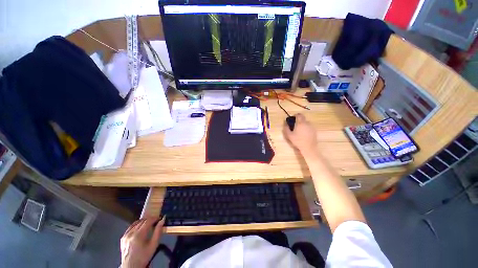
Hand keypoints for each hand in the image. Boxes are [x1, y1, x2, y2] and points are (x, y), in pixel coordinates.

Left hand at [120, 217, 164, 267]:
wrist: (131, 267)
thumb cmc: (144, 256)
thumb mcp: (154, 245)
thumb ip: (158, 231)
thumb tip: (162, 220)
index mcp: (139, 235)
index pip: (148, 221)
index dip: (155, 218)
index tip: (160, 218)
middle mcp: (131, 233)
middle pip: (142, 221)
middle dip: (150, 220)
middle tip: (155, 222)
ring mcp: (125, 235)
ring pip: (136, 223)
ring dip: (143, 222)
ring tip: (149, 224)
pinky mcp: (123, 238)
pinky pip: (130, 227)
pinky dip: (136, 225)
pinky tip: (140, 228)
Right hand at [283, 114, 317, 157]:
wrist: (309, 147)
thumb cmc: (298, 141)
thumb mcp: (289, 135)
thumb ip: (286, 128)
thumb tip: (285, 123)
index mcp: (300, 123)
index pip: (299, 115)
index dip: (295, 115)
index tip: (292, 119)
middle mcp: (307, 123)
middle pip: (303, 118)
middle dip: (298, 120)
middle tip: (294, 126)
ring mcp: (311, 127)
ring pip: (306, 123)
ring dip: (302, 124)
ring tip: (299, 131)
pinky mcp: (314, 130)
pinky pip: (309, 127)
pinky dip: (306, 128)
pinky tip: (303, 134)